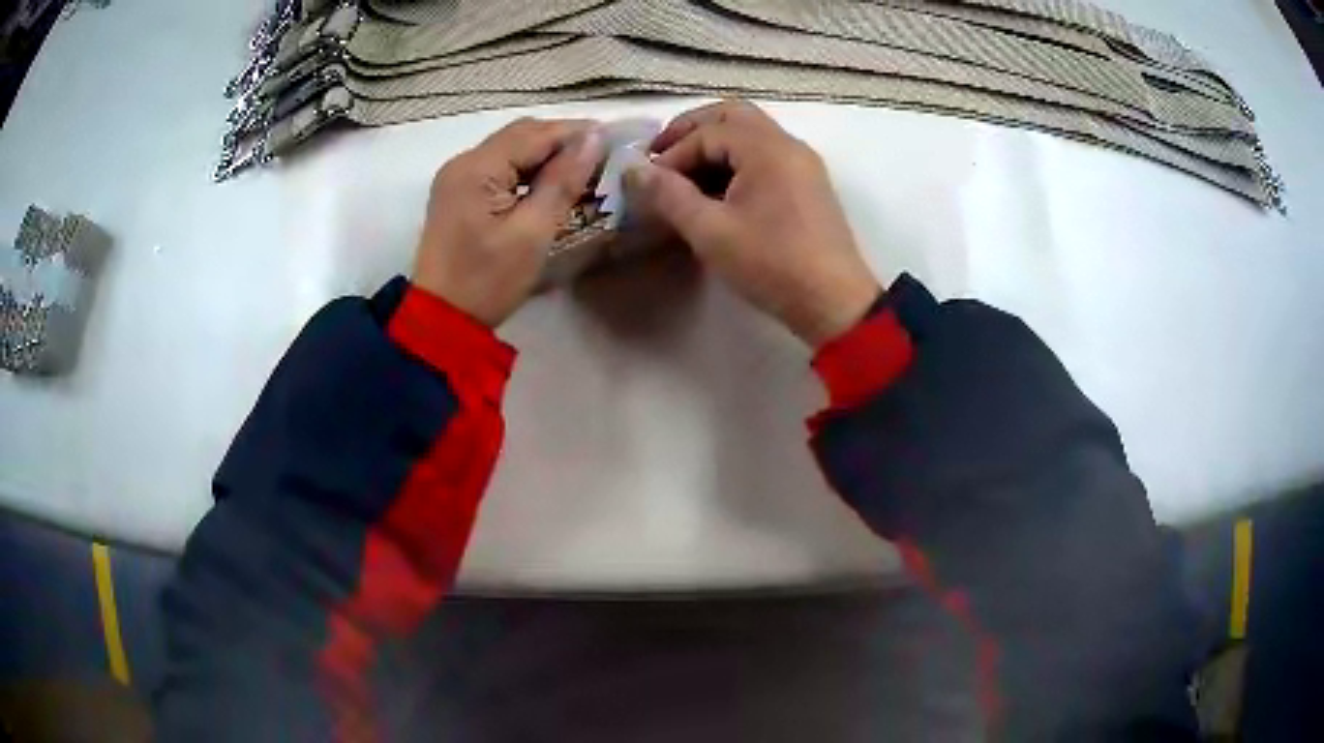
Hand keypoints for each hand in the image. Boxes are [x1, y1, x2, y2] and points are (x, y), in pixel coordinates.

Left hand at [412, 118, 605, 326]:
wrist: (441, 320)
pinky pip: (499, 166)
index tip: (616, 141)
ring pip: (511, 148)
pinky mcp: (458, 192)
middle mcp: (464, 161)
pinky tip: (550, 182)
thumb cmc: (488, 281)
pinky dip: (527, 168)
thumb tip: (593, 139)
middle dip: (563, 139)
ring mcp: (457, 176)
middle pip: (521, 134)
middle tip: (602, 157)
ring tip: (583, 169)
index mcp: (478, 167)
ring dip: (546, 153)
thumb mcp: (533, 232)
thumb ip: (563, 181)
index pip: (536, 133)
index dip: (577, 133)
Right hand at [625, 101, 879, 348]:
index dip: (672, 153)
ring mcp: (802, 163)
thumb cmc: (772, 264)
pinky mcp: (808, 184)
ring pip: (751, 134)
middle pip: (732, 116)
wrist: (834, 302)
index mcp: (766, 148)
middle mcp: (788, 144)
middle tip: (662, 156)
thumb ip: (669, 195)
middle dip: (692, 130)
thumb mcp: (711, 232)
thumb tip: (633, 169)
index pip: (707, 132)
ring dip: (714, 144)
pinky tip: (717, 190)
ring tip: (684, 176)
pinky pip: (766, 155)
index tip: (648, 182)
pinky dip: (736, 160)